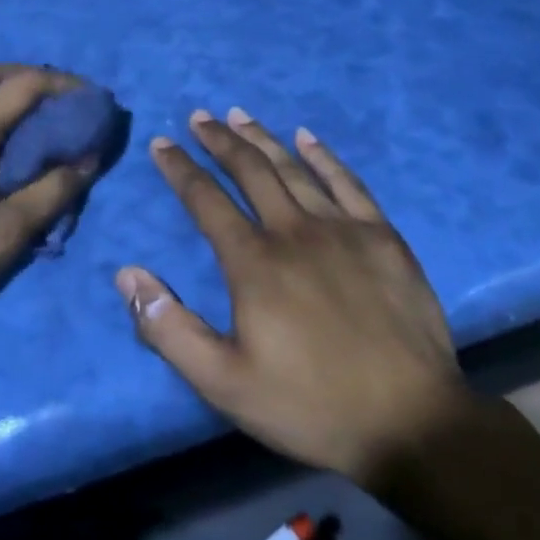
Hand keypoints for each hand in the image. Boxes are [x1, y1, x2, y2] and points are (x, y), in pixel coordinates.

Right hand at [117, 108, 478, 487]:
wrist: (412, 424)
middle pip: (250, 171)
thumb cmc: (310, 405)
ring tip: (239, 115)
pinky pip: (347, 183)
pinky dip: (323, 156)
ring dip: (262, 138)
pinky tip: (307, 138)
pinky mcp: (383, 238)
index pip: (205, 200)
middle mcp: (294, 231)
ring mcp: (343, 229)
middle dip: (219, 140)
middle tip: (199, 116)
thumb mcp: (224, 382)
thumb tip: (127, 275)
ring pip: (293, 169)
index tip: (161, 143)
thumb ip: (169, 329)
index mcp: (254, 262)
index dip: (179, 168)